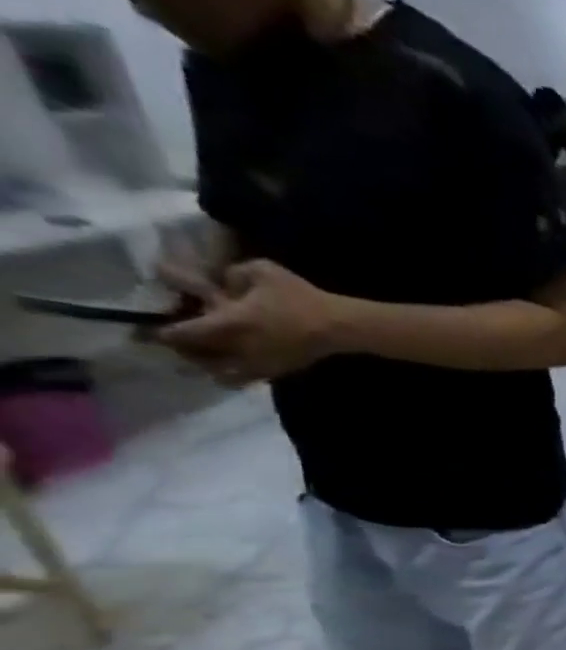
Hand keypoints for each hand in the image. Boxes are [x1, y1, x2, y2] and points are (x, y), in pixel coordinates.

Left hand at [156, 260, 343, 384]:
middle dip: (180, 350)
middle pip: (194, 358)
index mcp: (228, 324)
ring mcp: (258, 364)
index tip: (143, 330)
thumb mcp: (262, 270)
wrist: (339, 326)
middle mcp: (237, 349)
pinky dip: (230, 375)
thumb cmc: (300, 298)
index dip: (157, 333)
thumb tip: (220, 282)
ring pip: (217, 374)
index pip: (180, 334)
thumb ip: (231, 274)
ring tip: (201, 358)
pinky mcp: (276, 371)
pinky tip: (232, 364)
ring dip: (204, 367)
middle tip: (173, 342)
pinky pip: (242, 379)